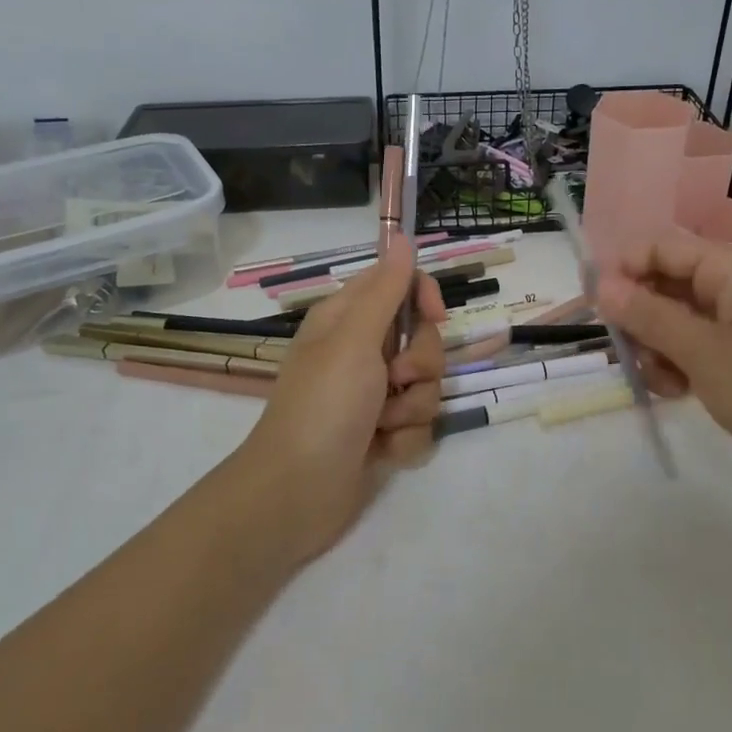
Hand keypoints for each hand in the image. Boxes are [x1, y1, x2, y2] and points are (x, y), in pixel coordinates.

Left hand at [231, 250, 446, 562]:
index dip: (423, 298)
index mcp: (348, 320)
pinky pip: (420, 425)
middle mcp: (363, 353)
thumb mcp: (354, 339)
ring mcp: (374, 396)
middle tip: (392, 381)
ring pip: (427, 386)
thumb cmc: (323, 405)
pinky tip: (380, 453)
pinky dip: (404, 441)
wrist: (297, 493)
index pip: (401, 285)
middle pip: (424, 339)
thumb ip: (385, 290)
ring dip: (411, 409)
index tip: (434, 317)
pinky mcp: (383, 433)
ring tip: (380, 426)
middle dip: (419, 366)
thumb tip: (401, 239)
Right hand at [599, 232, 731, 508]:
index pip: (658, 247)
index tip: (597, 311)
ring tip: (663, 383)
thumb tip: (602, 284)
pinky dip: (676, 366)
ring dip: (655, 348)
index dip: (622, 270)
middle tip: (630, 356)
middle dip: (638, 317)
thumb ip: (649, 316)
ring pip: (670, 319)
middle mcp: (731, 287)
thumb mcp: (706, 354)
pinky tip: (678, 393)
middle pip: (661, 283)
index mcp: (730, 268)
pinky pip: (690, 347)